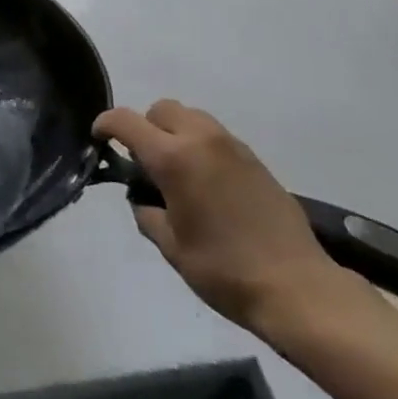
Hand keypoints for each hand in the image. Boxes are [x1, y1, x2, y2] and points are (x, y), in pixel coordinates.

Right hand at [93, 100, 364, 341]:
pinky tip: (207, 183)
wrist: (298, 289)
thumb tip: (143, 197)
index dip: (106, 124)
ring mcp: (232, 146)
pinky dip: (201, 146)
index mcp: (173, 158)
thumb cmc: (224, 270)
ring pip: (191, 117)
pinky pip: (216, 136)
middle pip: (161, 109)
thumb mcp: (170, 246)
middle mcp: (201, 140)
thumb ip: (147, 212)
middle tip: (144, 162)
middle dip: (145, 127)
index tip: (99, 139)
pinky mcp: (255, 160)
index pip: (126, 121)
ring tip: (177, 172)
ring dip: (175, 133)